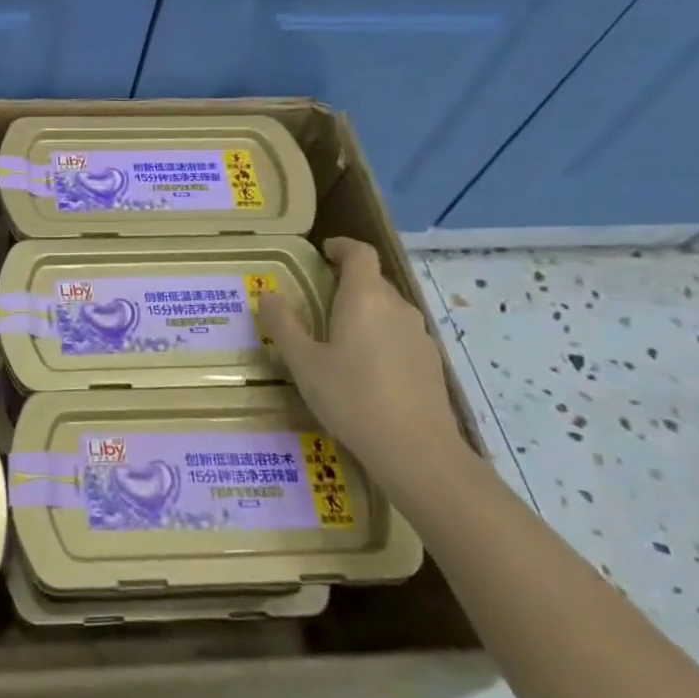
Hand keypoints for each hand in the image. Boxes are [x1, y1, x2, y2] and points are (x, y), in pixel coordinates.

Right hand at [255, 237, 467, 492]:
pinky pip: (400, 334)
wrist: (417, 450)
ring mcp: (419, 335)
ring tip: (338, 335)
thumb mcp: (304, 362)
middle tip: (318, 298)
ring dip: (364, 311)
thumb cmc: (351, 397)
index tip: (324, 252)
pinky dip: (380, 336)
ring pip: (388, 309)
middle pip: (373, 280)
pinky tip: (365, 368)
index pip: (360, 254)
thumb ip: (284, 325)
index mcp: (364, 298)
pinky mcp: (430, 362)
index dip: (342, 247)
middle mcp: (397, 307)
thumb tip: (268, 294)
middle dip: (347, 282)